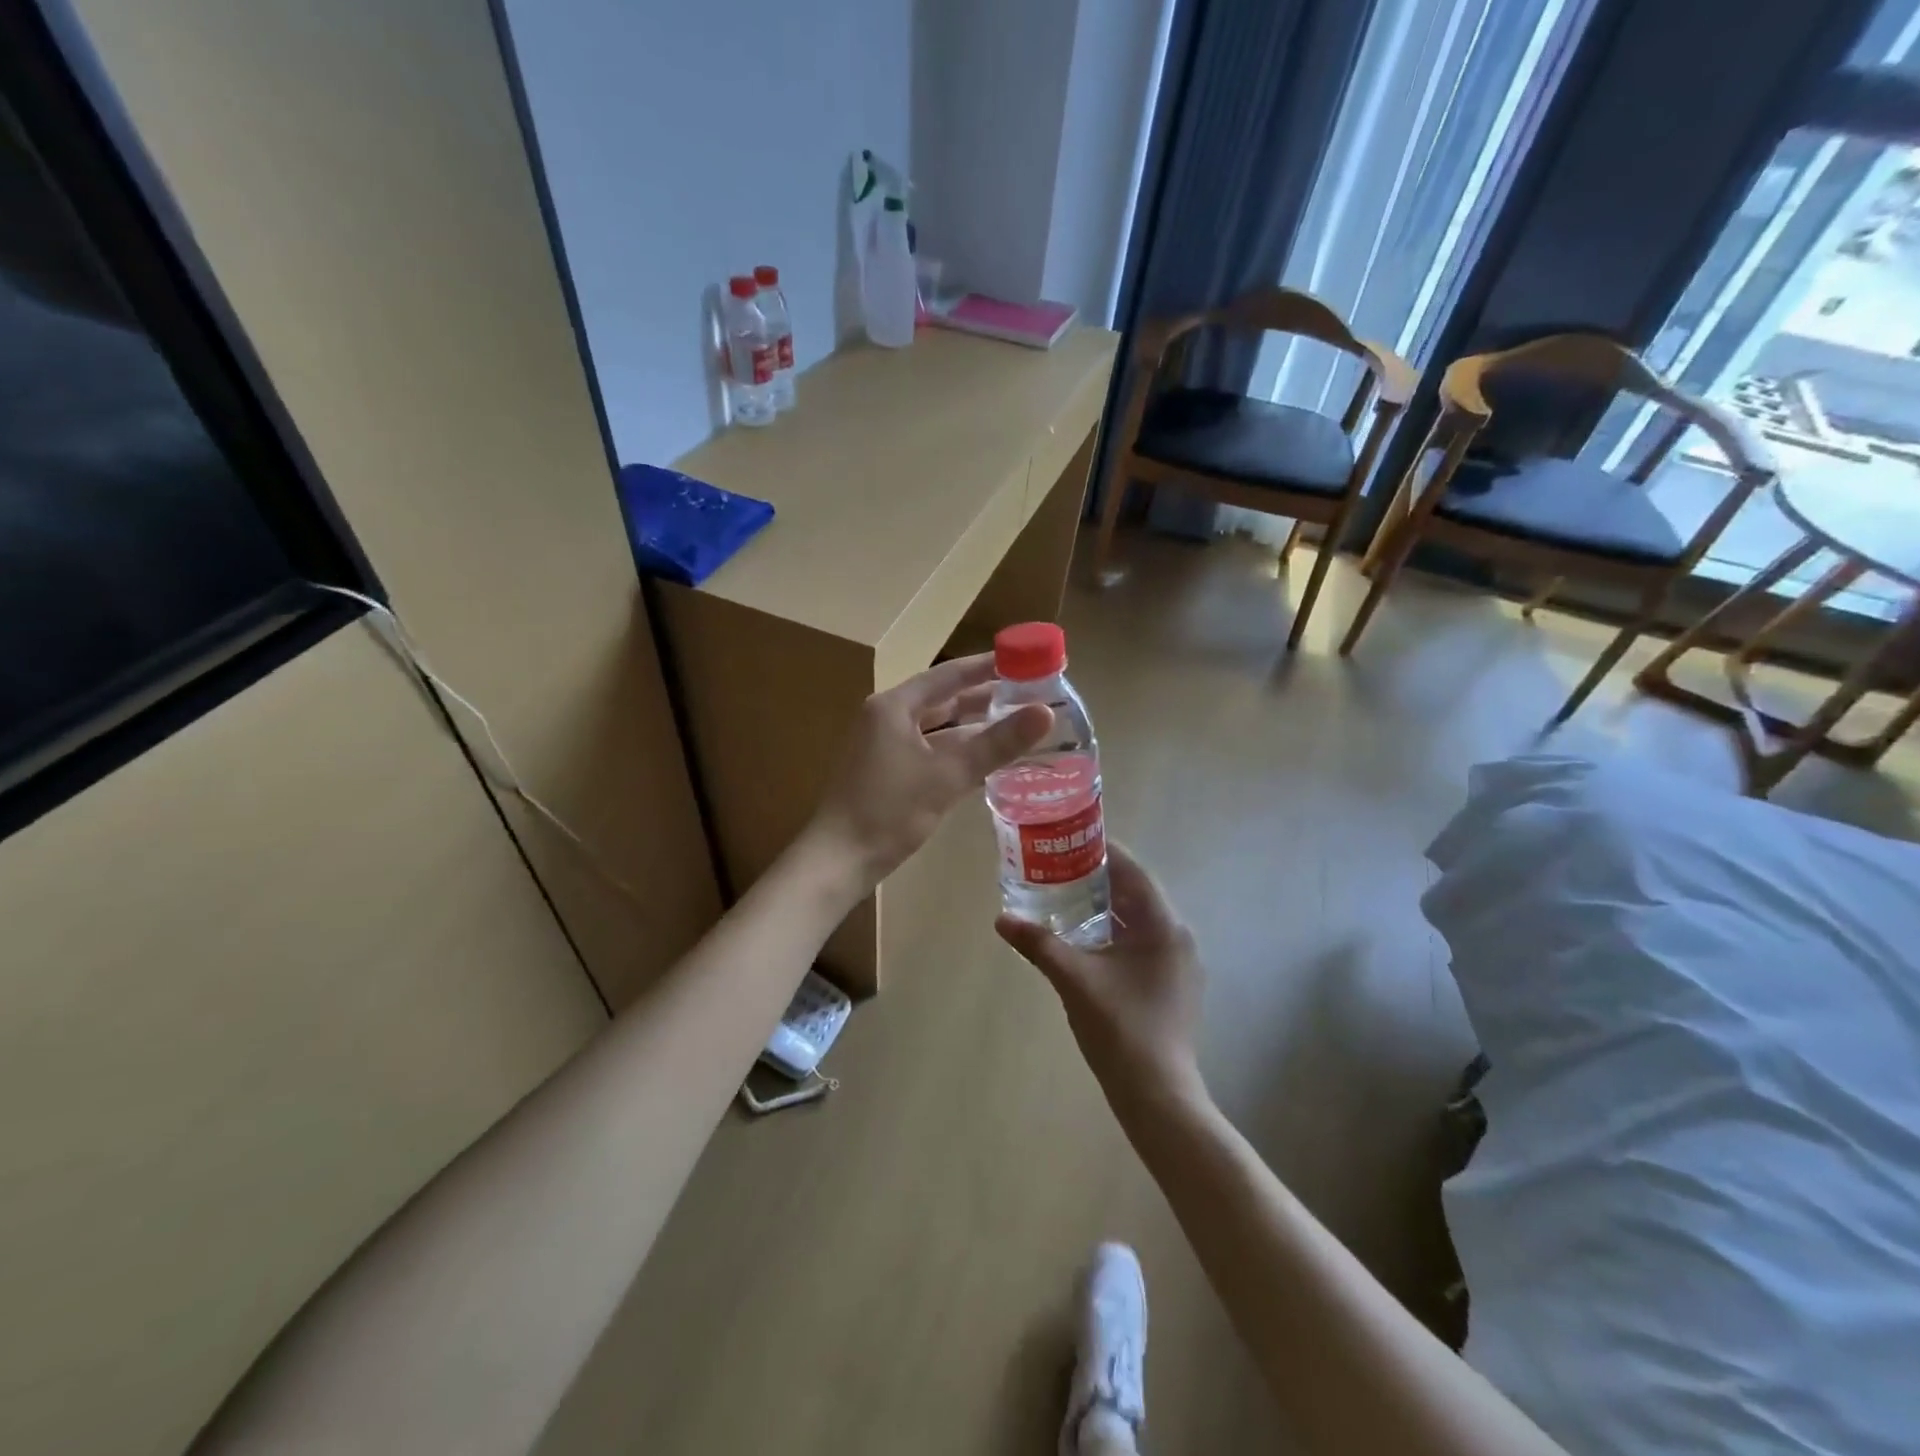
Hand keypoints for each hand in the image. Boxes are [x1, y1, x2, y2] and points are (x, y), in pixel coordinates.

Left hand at [804, 654, 1052, 895]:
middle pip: (944, 700)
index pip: (949, 675)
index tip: (1024, 661)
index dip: (987, 667)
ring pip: (939, 729)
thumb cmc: (888, 811)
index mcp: (895, 706)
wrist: (839, 861)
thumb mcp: (947, 775)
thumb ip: (996, 743)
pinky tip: (990, 760)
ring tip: (1019, 725)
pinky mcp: (889, 773)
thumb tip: (1046, 712)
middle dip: (986, 698)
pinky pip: (931, 752)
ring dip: (975, 728)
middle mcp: (888, 718)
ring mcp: (886, 747)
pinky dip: (959, 753)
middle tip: (1031, 695)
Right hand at [996, 844, 1206, 1121]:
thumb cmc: (1120, 1030)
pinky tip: (1086, 940)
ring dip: (1106, 907)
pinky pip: (1142, 943)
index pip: (1134, 872)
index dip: (1104, 852)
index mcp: (1163, 926)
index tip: (1071, 841)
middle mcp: (1177, 937)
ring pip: (1139, 920)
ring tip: (1066, 898)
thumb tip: (1002, 919)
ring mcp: (1178, 963)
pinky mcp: (1172, 984)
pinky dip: (1115, 933)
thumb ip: (1039, 945)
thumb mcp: (1074, 981)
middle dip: (1099, 879)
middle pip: (1137, 894)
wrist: (1158, 1096)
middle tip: (1059, 869)